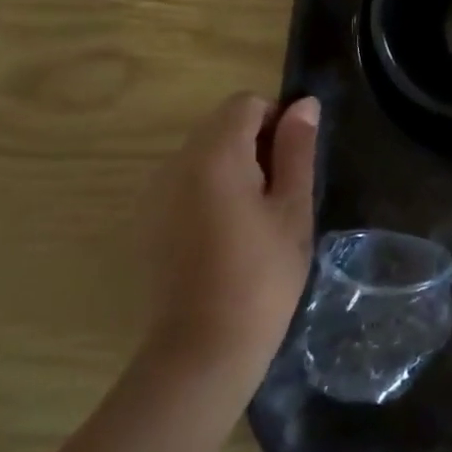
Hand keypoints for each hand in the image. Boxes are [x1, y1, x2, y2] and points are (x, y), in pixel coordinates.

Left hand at [140, 93, 320, 387]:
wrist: (203, 347)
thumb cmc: (263, 273)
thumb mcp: (293, 207)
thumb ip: (297, 149)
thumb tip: (304, 104)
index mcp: (214, 157)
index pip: (245, 104)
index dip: (278, 120)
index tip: (295, 161)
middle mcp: (174, 166)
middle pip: (220, 126)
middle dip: (256, 143)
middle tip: (282, 191)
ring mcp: (154, 196)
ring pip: (203, 154)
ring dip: (234, 167)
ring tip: (258, 215)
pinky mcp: (147, 223)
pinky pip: (185, 183)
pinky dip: (211, 190)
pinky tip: (228, 233)